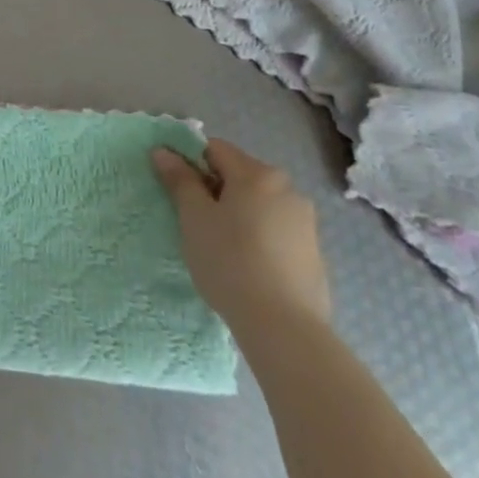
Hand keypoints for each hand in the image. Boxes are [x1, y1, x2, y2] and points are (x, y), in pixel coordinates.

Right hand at [151, 136, 330, 333]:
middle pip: (240, 175)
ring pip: (260, 204)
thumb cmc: (230, 262)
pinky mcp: (314, 253)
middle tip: (198, 222)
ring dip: (239, 214)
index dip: (191, 164)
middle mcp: (287, 188)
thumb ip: (179, 180)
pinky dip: (260, 237)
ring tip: (223, 248)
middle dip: (217, 190)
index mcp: (257, 174)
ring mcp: (306, 222)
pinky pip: (277, 231)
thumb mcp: (194, 218)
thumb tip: (163, 151)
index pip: (215, 149)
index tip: (180, 193)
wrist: (285, 328)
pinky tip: (249, 267)